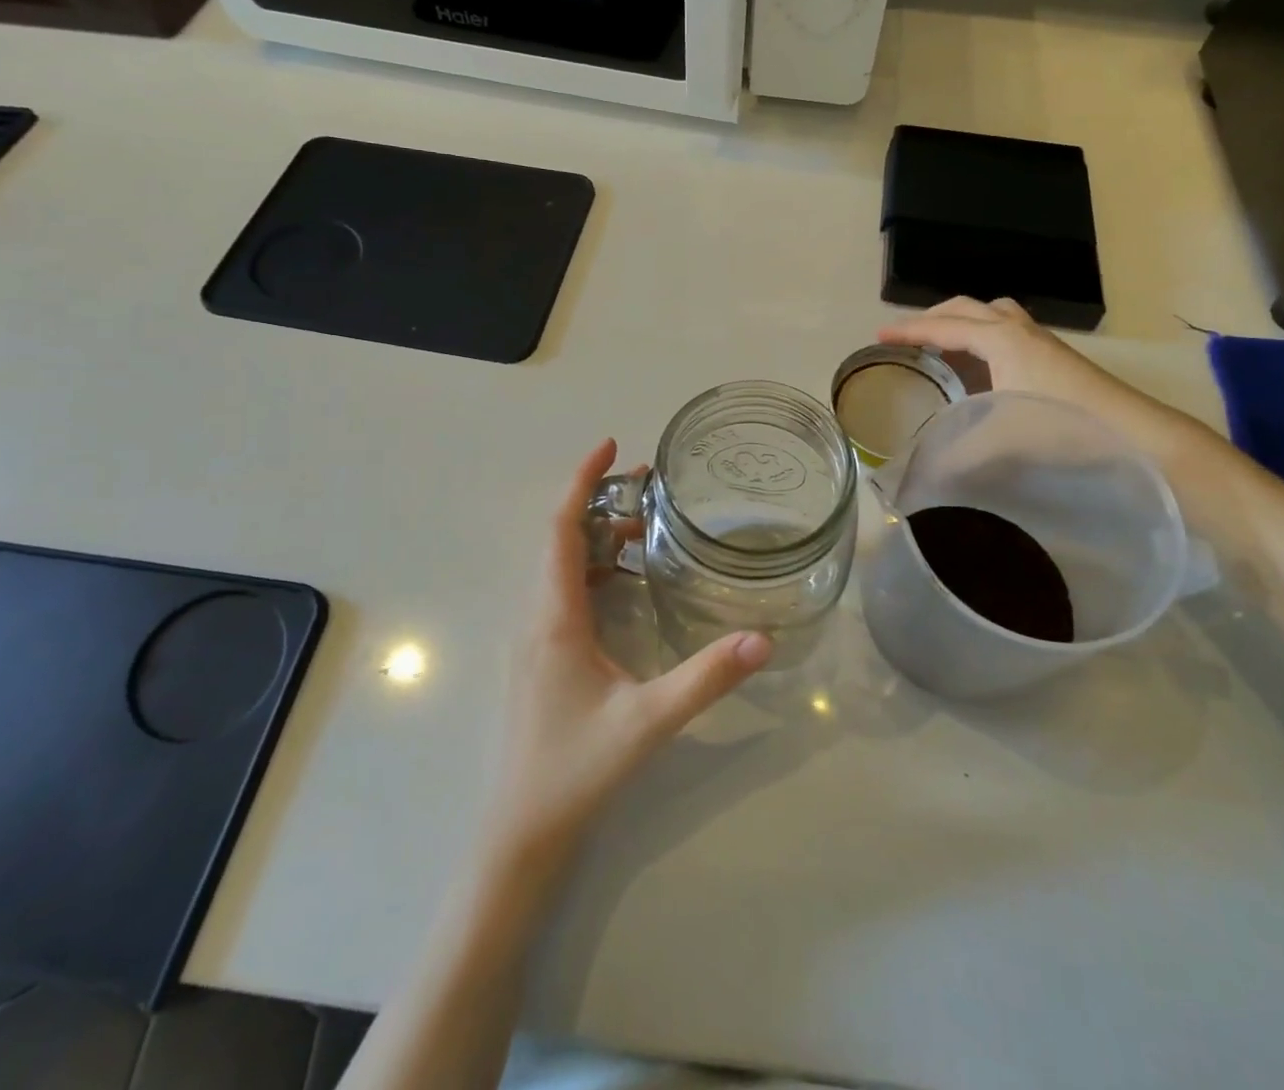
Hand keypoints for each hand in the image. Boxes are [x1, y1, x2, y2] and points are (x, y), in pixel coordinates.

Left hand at [487, 440, 772, 867]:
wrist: (520, 835)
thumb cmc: (575, 771)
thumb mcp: (649, 720)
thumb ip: (707, 677)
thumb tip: (763, 638)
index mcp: (554, 617)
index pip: (559, 528)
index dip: (581, 481)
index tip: (611, 447)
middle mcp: (537, 617)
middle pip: (560, 538)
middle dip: (598, 501)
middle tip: (649, 486)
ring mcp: (535, 639)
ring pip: (560, 566)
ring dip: (596, 536)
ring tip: (645, 525)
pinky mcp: (541, 658)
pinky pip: (563, 591)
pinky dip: (593, 568)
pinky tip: (627, 582)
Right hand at [877, 296, 1210, 460]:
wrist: (1132, 431)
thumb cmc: (1061, 425)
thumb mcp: (1000, 441)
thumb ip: (955, 456)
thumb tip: (918, 475)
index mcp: (999, 340)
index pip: (943, 327)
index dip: (908, 331)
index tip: (878, 336)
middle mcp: (1018, 330)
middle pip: (967, 308)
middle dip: (933, 317)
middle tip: (907, 337)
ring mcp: (1040, 340)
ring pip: (992, 314)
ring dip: (963, 321)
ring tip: (943, 344)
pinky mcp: (1054, 355)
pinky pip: (1007, 329)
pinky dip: (983, 336)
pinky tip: (982, 366)